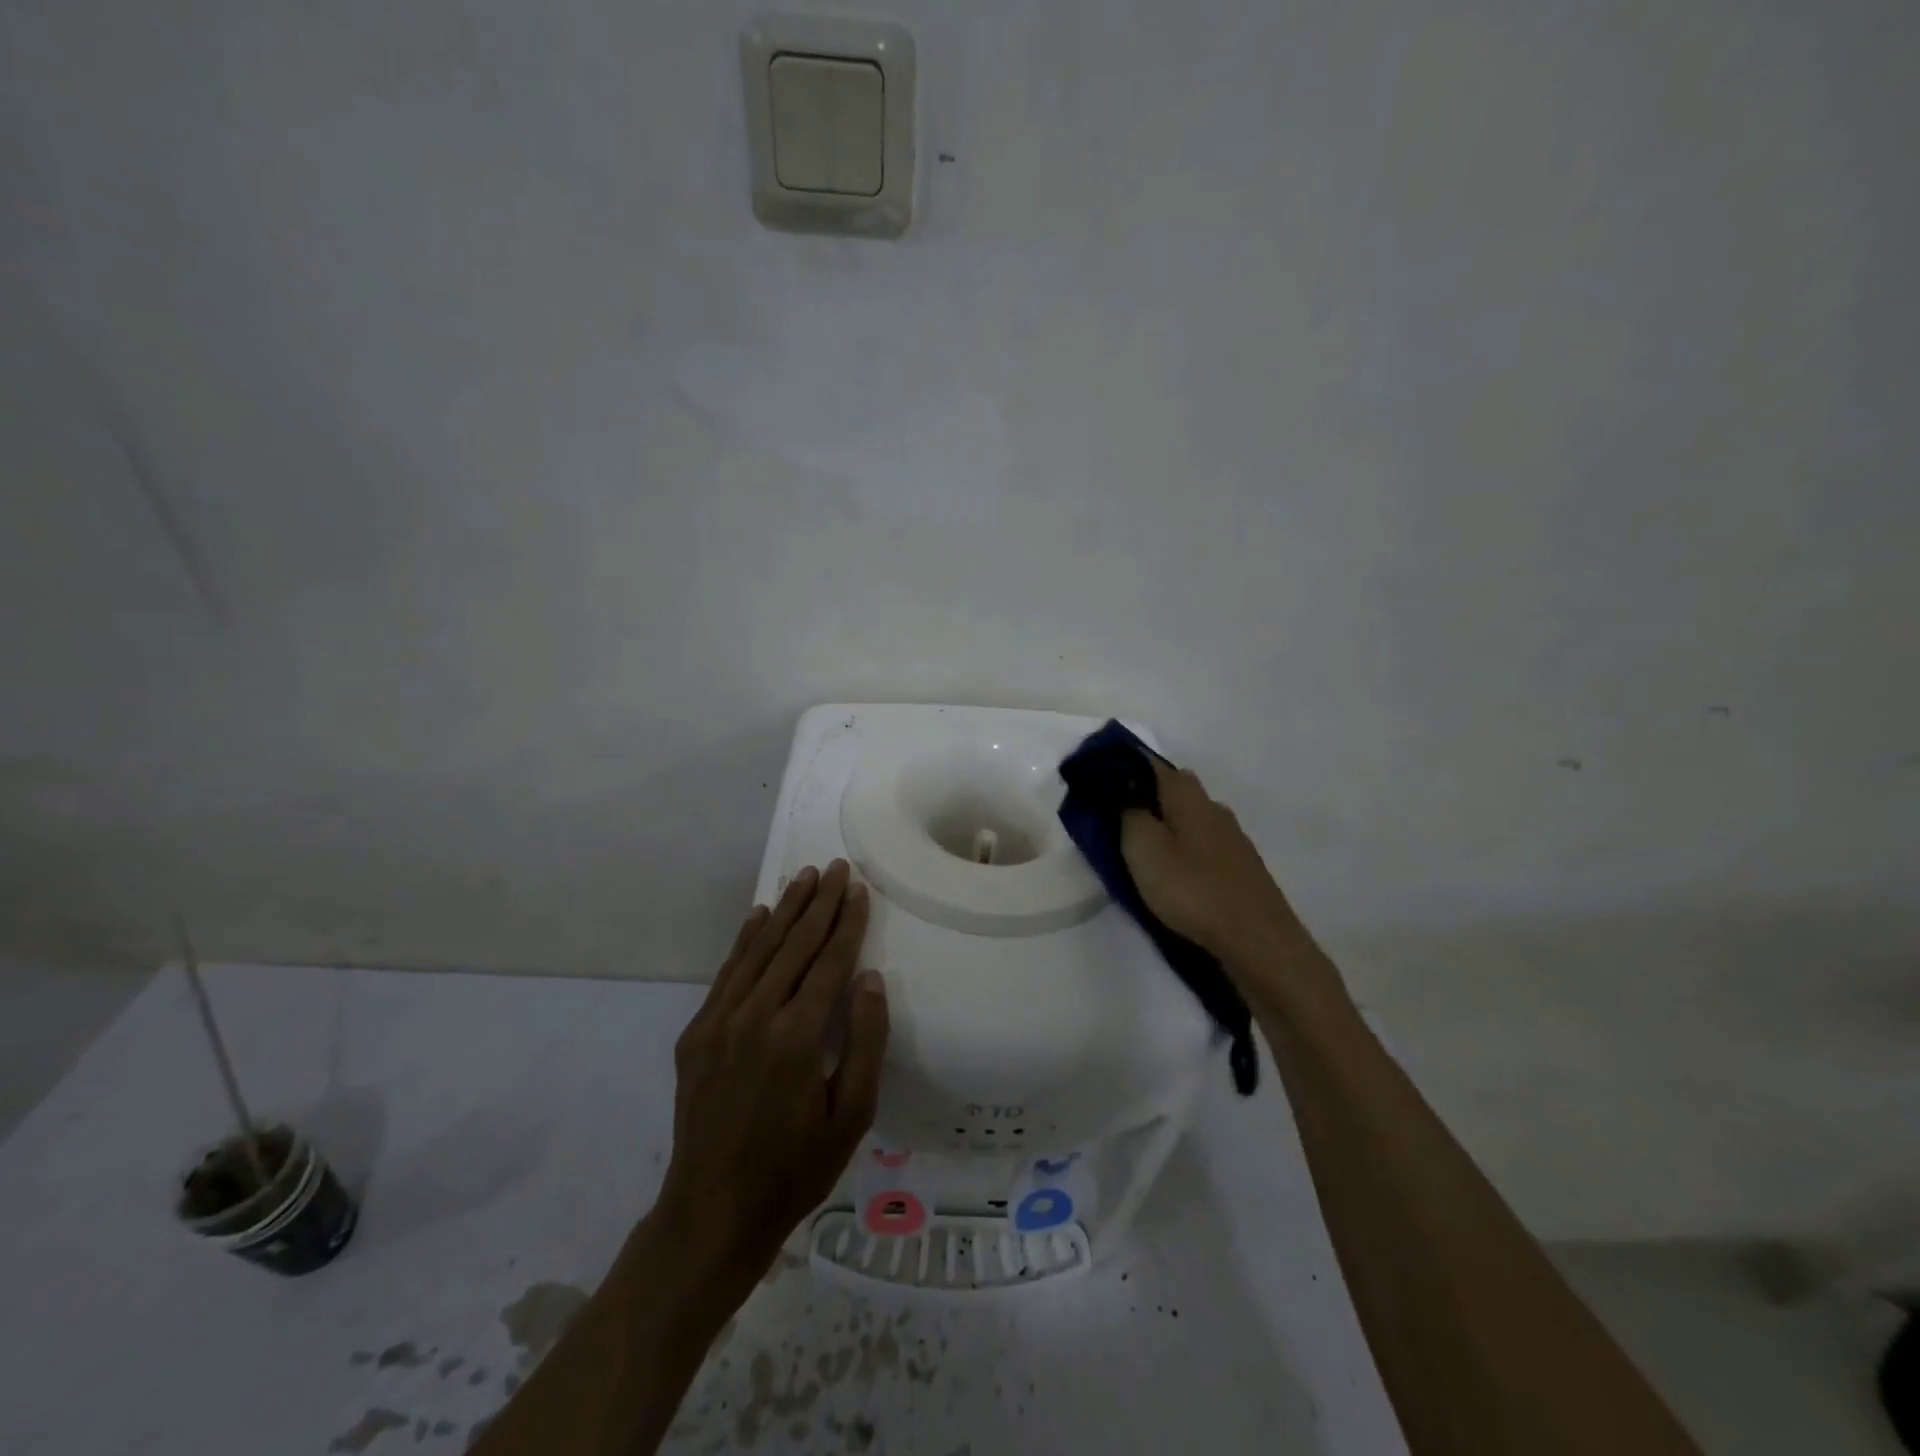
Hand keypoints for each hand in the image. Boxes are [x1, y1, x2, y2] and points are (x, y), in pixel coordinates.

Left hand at [656, 861, 888, 1301]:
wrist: (711, 1214)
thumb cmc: (795, 1169)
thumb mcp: (851, 1117)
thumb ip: (864, 1042)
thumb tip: (868, 978)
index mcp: (797, 1037)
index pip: (829, 962)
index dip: (846, 922)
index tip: (857, 888)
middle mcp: (755, 1017)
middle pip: (793, 945)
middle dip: (817, 902)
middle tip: (834, 867)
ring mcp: (719, 1022)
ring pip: (758, 950)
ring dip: (783, 910)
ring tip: (802, 878)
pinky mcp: (696, 1033)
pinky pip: (727, 973)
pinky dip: (745, 940)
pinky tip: (757, 916)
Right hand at [1120, 760, 1307, 973]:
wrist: (1256, 939)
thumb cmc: (1192, 889)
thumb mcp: (1143, 849)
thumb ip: (1128, 815)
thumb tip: (1124, 794)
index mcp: (1188, 797)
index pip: (1153, 764)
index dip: (1126, 766)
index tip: (1101, 779)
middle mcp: (1214, 808)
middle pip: (1176, 788)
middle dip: (1147, 795)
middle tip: (1119, 816)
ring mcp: (1233, 837)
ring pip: (1192, 816)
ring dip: (1168, 823)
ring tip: (1144, 846)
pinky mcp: (1241, 866)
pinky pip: (1204, 842)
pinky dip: (1185, 846)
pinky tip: (1176, 869)